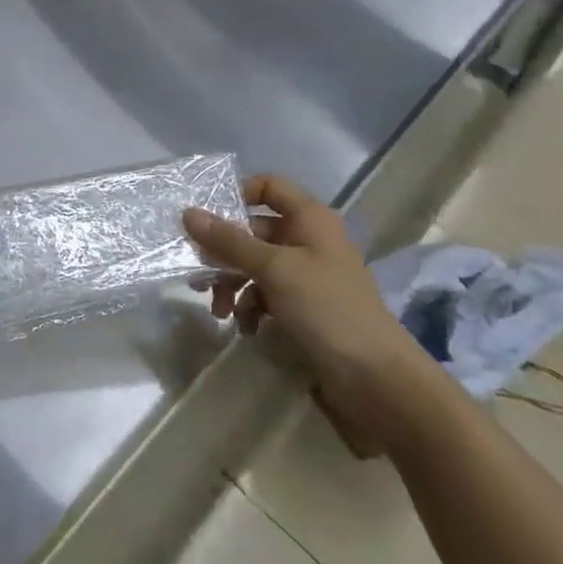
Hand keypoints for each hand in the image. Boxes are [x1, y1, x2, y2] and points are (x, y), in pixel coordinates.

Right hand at [184, 174, 443, 454]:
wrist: (374, 377)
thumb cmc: (326, 307)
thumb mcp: (273, 269)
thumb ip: (229, 241)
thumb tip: (187, 213)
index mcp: (309, 218)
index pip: (269, 186)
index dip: (238, 196)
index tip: (207, 219)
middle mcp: (308, 239)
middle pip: (255, 231)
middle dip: (225, 253)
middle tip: (199, 274)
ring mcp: (308, 275)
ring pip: (257, 266)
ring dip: (233, 285)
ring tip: (219, 311)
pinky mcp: (305, 308)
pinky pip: (267, 295)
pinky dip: (251, 307)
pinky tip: (245, 328)